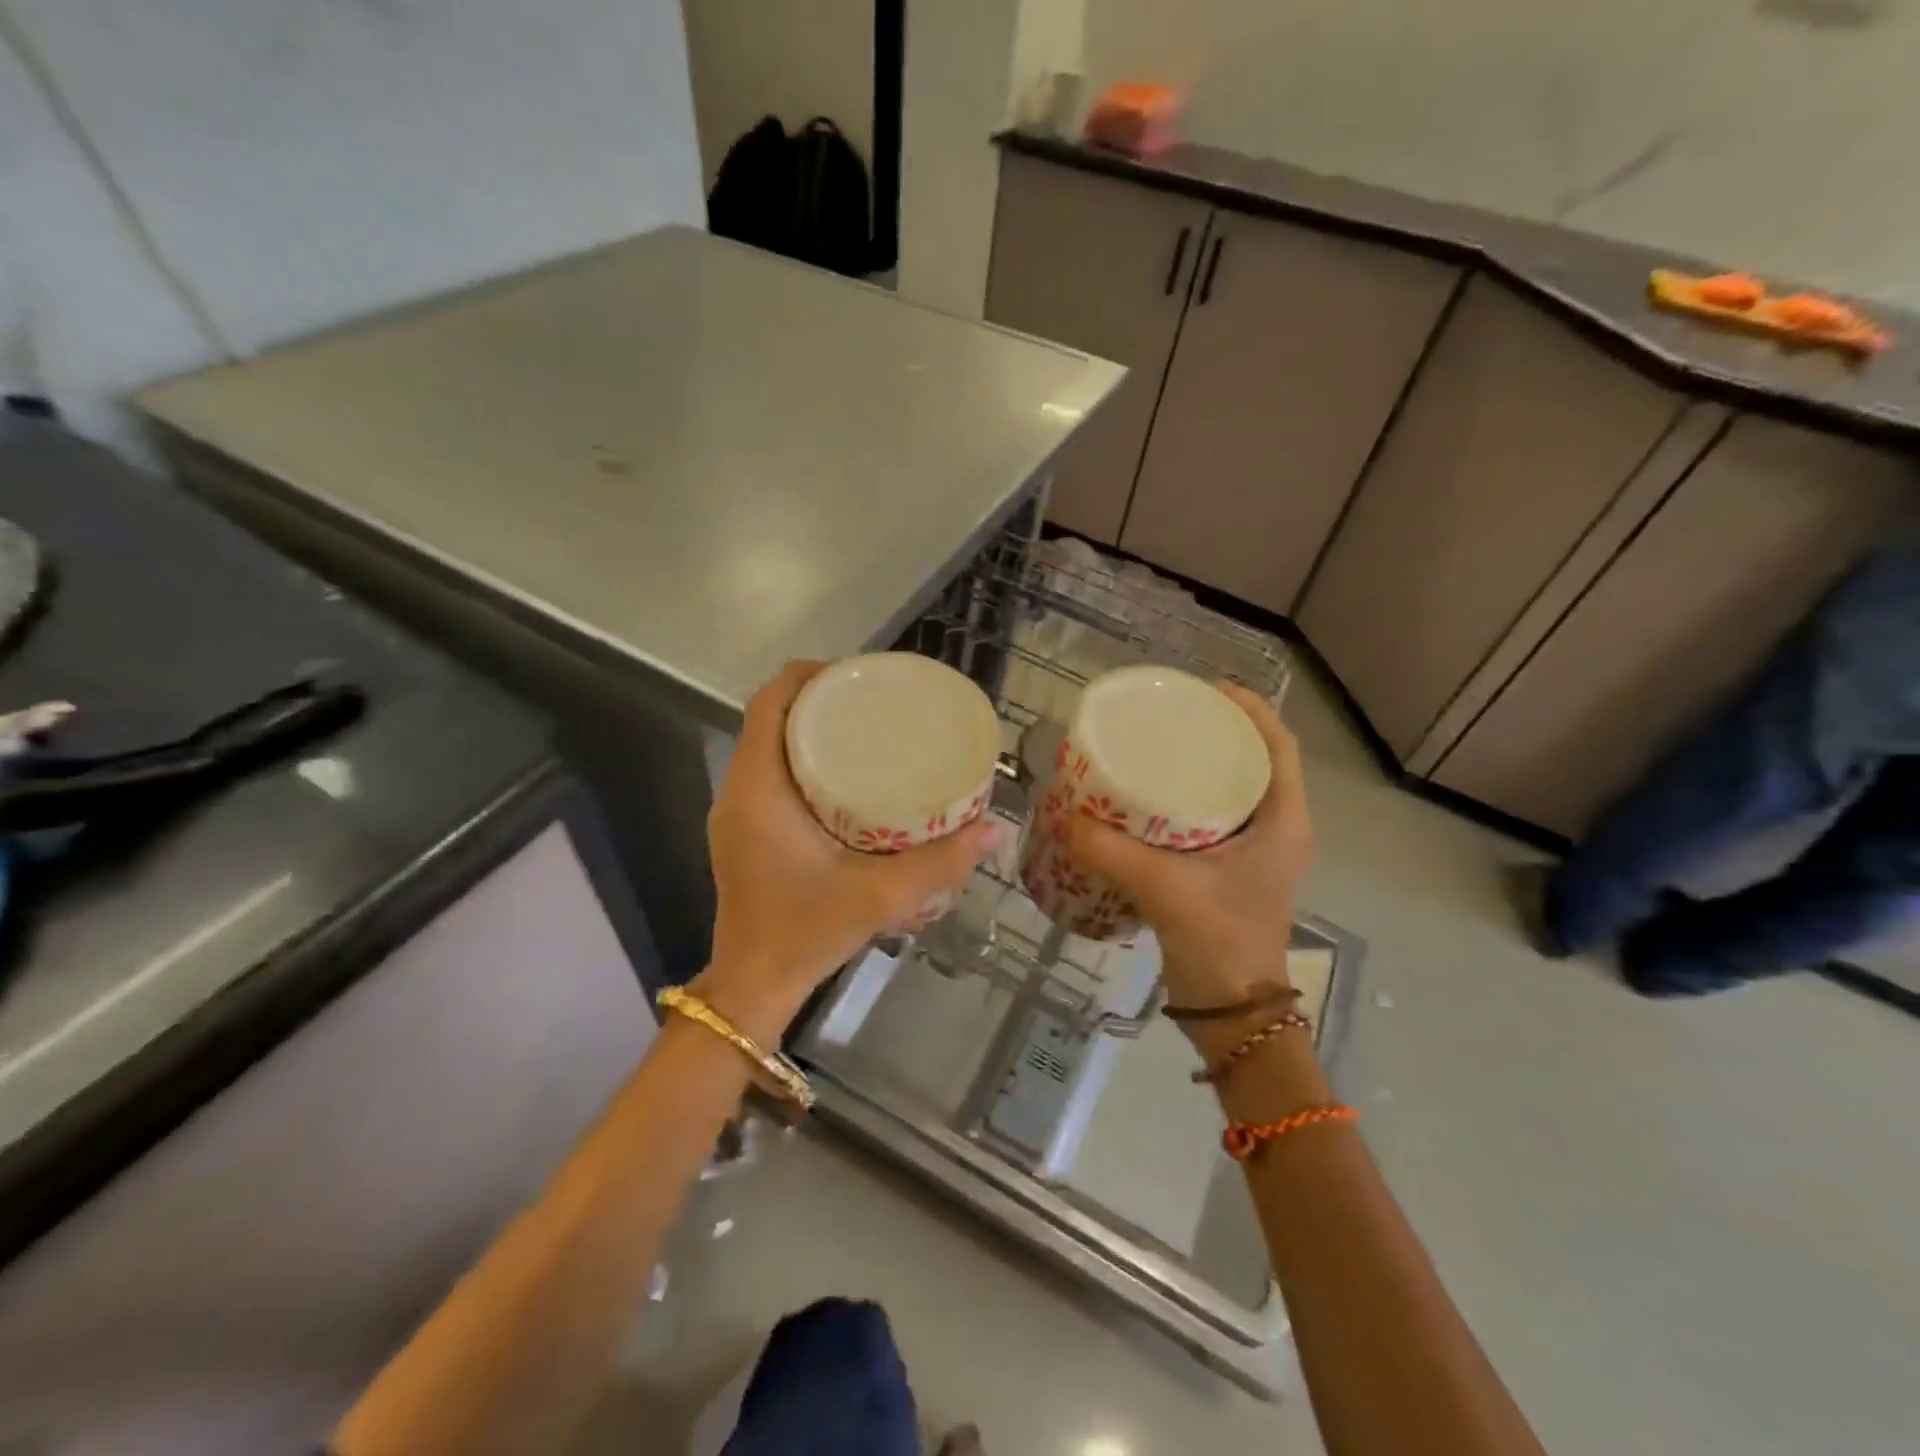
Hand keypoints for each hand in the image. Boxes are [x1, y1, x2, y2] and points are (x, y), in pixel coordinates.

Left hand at [695, 661, 998, 1039]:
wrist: (753, 985)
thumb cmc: (806, 933)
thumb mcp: (880, 897)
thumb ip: (940, 863)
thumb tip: (994, 829)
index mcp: (759, 790)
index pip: (769, 703)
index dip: (809, 675)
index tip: (858, 674)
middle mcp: (739, 790)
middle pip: (770, 717)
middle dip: (818, 697)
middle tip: (875, 701)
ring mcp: (736, 812)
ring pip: (767, 743)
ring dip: (808, 727)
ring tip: (865, 728)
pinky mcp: (744, 830)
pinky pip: (768, 770)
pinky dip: (800, 756)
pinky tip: (844, 774)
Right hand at [1063, 684, 1310, 1010]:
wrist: (1232, 1010)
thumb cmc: (1217, 940)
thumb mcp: (1161, 887)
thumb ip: (1109, 849)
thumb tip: (1062, 815)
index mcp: (1283, 821)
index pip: (1280, 746)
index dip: (1249, 710)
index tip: (1207, 689)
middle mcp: (1278, 829)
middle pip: (1258, 761)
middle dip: (1220, 733)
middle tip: (1172, 716)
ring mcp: (1257, 852)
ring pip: (1238, 790)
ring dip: (1206, 766)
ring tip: (1160, 747)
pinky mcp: (1234, 871)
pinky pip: (1218, 818)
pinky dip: (1191, 799)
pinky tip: (1152, 799)